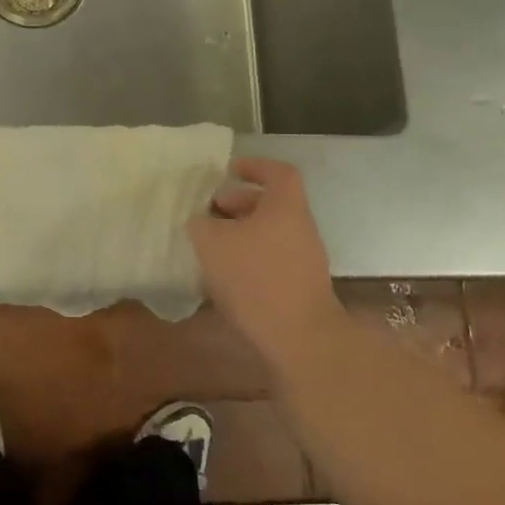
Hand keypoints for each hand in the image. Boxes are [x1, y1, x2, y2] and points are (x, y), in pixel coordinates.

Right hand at [189, 158, 341, 362]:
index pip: (278, 172)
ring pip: (269, 233)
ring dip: (240, 234)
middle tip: (209, 212)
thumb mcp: (212, 242)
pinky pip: (270, 259)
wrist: (298, 337)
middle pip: (271, 204)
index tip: (229, 170)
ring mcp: (304, 259)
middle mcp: (300, 228)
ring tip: (209, 246)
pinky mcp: (299, 287)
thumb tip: (200, 221)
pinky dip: (248, 259)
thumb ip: (201, 224)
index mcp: (286, 207)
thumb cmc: (255, 277)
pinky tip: (223, 276)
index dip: (254, 166)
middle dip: (238, 204)